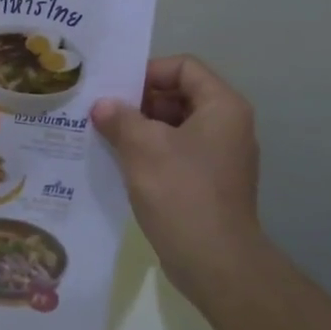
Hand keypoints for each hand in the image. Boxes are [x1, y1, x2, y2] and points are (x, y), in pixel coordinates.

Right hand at [92, 56, 271, 307]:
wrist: (216, 263)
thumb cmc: (181, 193)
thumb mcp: (142, 148)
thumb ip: (120, 118)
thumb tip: (102, 106)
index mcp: (222, 106)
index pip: (184, 67)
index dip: (148, 71)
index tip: (115, 89)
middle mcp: (228, 126)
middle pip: (180, 95)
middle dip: (139, 102)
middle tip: (102, 113)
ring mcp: (221, 157)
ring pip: (175, 127)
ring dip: (141, 129)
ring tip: (104, 137)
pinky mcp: (210, 184)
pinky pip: (177, 154)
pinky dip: (151, 154)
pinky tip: (120, 165)